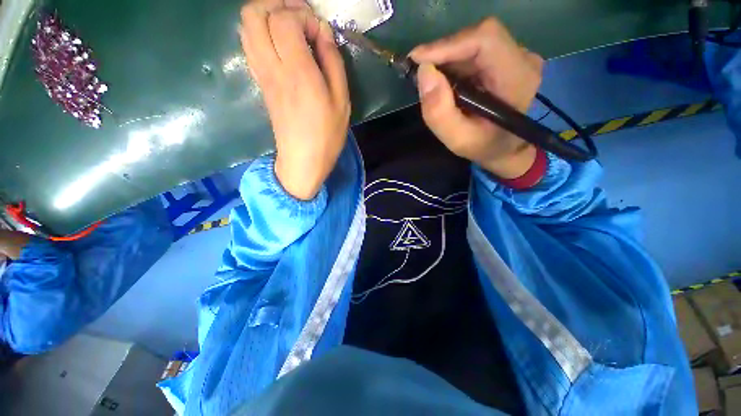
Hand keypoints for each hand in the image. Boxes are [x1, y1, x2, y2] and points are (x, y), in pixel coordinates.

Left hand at [240, 0, 349, 199]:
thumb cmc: (327, 135)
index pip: (284, 19)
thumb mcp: (341, 101)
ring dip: (266, 17)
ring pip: (246, 27)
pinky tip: (281, 45)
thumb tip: (323, 31)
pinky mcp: (260, 83)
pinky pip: (249, 45)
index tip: (319, 32)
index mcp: (297, 72)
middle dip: (277, 5)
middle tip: (300, 19)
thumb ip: (333, 62)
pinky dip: (261, 33)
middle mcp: (272, 67)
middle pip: (254, 14)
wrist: (303, 160)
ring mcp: (261, 75)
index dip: (302, 15)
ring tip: (291, 29)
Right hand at [410, 18, 543, 178]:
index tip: (417, 59)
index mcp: (517, 79)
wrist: (507, 148)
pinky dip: (454, 62)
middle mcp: (522, 59)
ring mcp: (517, 56)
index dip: (448, 44)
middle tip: (420, 73)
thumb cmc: (485, 147)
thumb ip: (439, 113)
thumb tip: (424, 73)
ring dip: (447, 59)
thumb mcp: (458, 140)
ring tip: (431, 80)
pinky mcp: (507, 58)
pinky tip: (445, 80)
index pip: (485, 41)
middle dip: (443, 53)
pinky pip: (476, 50)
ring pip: (474, 42)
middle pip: (478, 37)